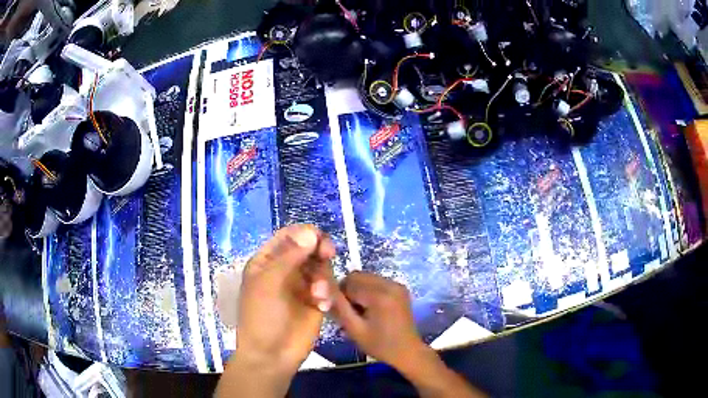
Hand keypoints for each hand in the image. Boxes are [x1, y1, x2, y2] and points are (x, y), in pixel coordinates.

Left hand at [217, 225, 335, 397]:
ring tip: (318, 294)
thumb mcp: (269, 282)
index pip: (289, 236)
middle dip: (319, 249)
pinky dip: (328, 293)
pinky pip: (329, 287)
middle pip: (309, 248)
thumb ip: (290, 256)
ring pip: (321, 266)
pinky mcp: (316, 301)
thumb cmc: (262, 316)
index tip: (317, 239)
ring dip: (323, 276)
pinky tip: (322, 306)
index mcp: (268, 261)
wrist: (272, 354)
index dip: (304, 233)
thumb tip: (311, 232)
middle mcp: (286, 269)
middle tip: (328, 254)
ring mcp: (302, 286)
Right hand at [331, 272, 486, 397]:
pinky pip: (376, 282)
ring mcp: (397, 285)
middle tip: (352, 314)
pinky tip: (372, 309)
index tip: (344, 314)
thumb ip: (338, 307)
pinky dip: (369, 291)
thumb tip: (322, 288)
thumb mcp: (354, 329)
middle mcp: (390, 284)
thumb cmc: (380, 345)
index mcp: (379, 295)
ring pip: (366, 278)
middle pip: (357, 276)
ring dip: (359, 291)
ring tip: (363, 313)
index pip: (348, 282)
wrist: (407, 351)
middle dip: (349, 291)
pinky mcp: (400, 288)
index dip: (340, 296)